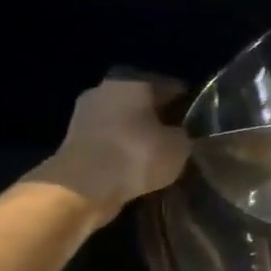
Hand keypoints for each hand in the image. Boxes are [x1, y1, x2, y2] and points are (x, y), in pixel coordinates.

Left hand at [26, 75, 191, 221]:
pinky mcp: (72, 142)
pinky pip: (107, 143)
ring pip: (122, 123)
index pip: (171, 87)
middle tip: (177, 139)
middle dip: (158, 119)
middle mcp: (106, 90)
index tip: (198, 122)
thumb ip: (183, 135)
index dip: (187, 104)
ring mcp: (84, 115)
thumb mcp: (179, 146)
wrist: (81, 188)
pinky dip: (120, 153)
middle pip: (142, 103)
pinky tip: (135, 169)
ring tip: (157, 157)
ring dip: (137, 137)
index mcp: (134, 82)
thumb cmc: (136, 154)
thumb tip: (180, 134)